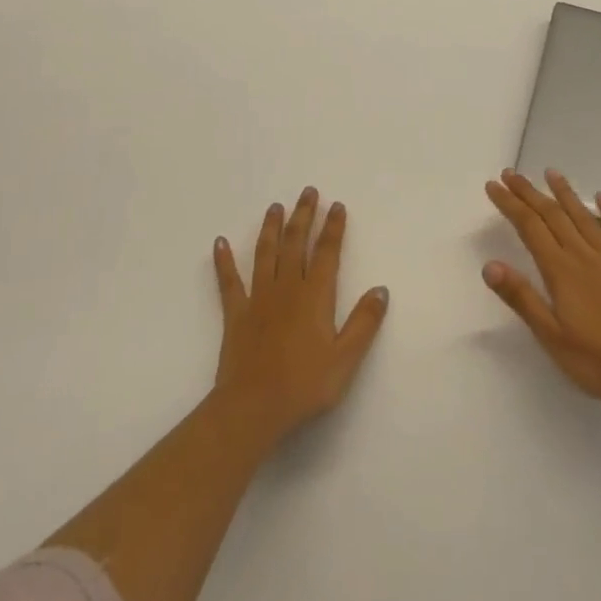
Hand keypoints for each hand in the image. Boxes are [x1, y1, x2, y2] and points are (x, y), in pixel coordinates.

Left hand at [211, 187, 389, 445]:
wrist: (252, 408)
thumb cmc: (304, 385)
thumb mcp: (345, 359)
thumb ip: (364, 323)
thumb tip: (381, 289)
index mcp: (315, 296)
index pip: (327, 252)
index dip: (333, 227)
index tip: (336, 205)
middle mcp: (287, 287)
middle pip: (296, 243)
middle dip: (303, 215)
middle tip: (307, 191)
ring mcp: (258, 298)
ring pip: (265, 253)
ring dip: (271, 227)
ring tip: (275, 206)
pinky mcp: (235, 313)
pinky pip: (229, 281)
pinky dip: (224, 261)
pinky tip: (220, 242)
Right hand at [483, 169, 600, 405]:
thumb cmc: (599, 360)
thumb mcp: (552, 337)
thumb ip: (522, 298)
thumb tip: (489, 266)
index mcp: (560, 271)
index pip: (529, 227)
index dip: (510, 204)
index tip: (493, 185)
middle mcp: (583, 255)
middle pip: (552, 216)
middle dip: (529, 192)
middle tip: (511, 174)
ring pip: (583, 217)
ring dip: (565, 193)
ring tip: (550, 172)